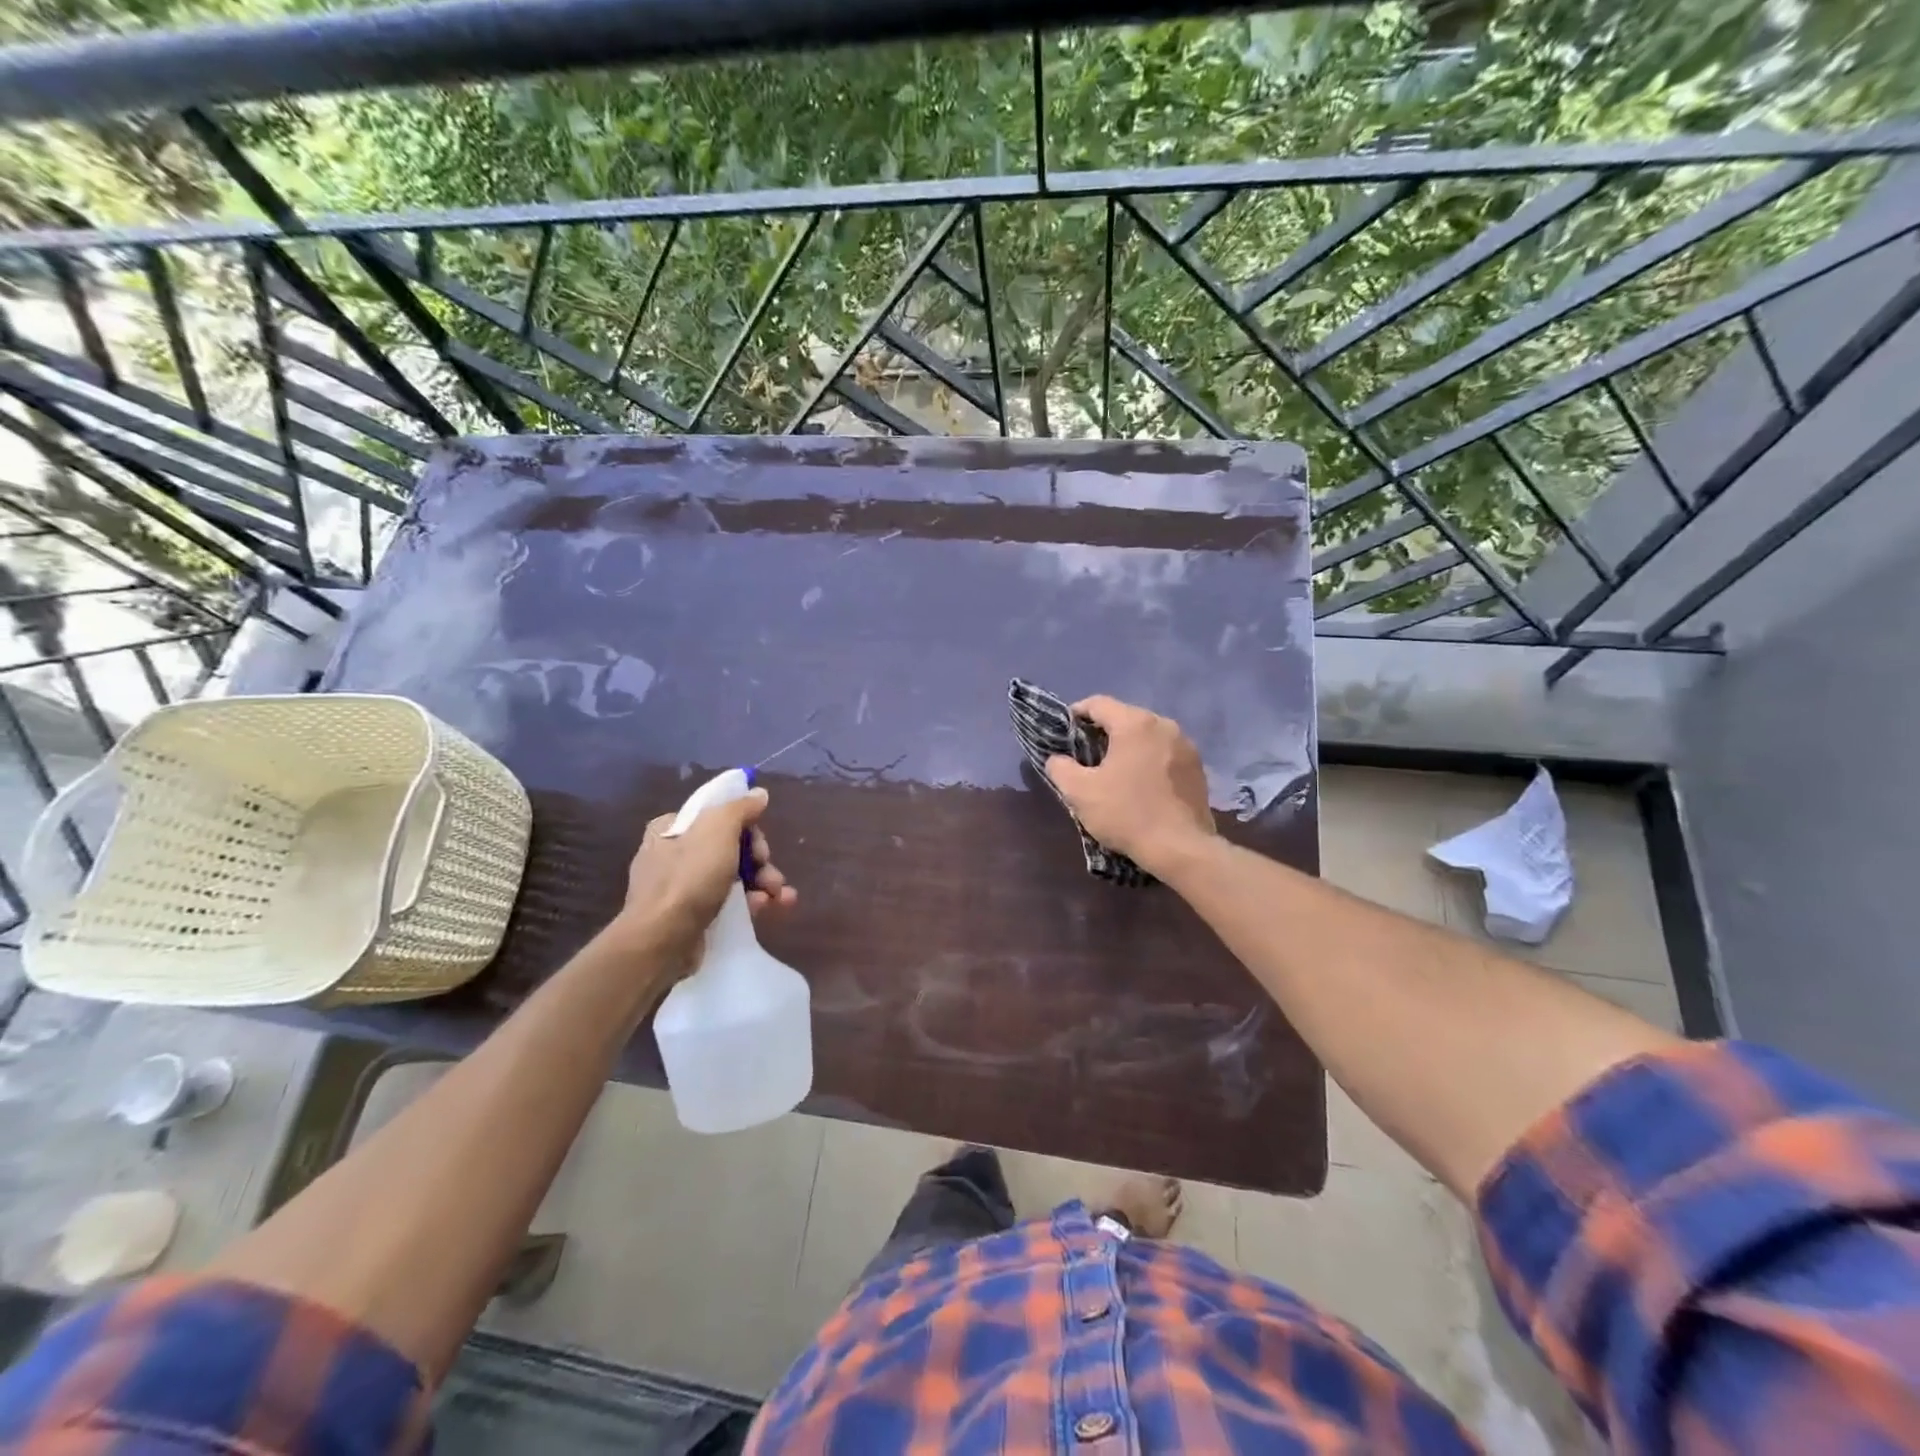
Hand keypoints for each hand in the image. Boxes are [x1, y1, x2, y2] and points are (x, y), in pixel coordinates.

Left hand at [614, 788, 797, 969]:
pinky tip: (770, 908)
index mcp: (672, 828)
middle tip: (770, 871)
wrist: (662, 940)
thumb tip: (758, 793)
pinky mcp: (693, 917)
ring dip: (763, 882)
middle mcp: (674, 855)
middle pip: (731, 847)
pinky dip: (752, 903)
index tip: (760, 842)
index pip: (717, 816)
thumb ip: (740, 808)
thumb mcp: (718, 829)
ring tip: (780, 896)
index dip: (746, 826)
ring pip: (734, 876)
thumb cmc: (689, 877)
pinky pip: (729, 903)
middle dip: (760, 860)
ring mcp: (682, 889)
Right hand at [1044, 695, 1215, 874]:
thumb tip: (1057, 759)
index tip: (1065, 733)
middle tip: (1086, 755)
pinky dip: (1149, 761)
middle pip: (1125, 717)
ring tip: (1114, 771)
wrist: (1181, 849)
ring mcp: (1186, 745)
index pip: (1098, 703)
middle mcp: (1164, 725)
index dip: (1076, 714)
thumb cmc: (1126, 814)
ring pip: (1147, 735)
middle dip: (1103, 732)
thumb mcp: (1080, 792)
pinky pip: (1165, 753)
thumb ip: (1060, 768)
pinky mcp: (1198, 767)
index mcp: (1134, 723)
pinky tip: (1141, 784)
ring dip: (1128, 747)